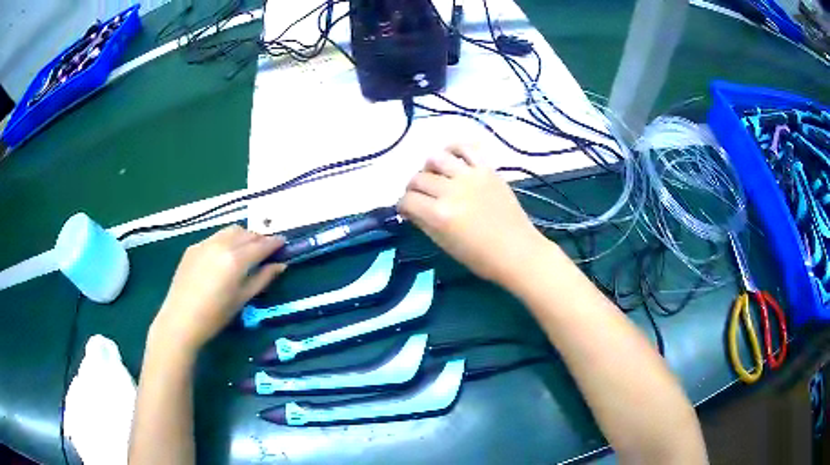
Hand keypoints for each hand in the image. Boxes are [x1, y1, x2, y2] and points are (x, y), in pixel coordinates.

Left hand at [151, 225, 286, 352]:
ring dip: (242, 236)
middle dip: (259, 237)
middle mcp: (221, 244)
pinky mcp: (193, 247)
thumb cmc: (216, 315)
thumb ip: (262, 278)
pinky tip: (223, 256)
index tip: (284, 242)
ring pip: (230, 231)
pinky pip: (214, 237)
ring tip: (246, 249)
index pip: (261, 244)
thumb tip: (280, 265)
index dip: (274, 242)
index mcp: (236, 259)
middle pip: (246, 232)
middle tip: (266, 249)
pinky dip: (225, 241)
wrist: (181, 319)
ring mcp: (204, 243)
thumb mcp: (243, 299)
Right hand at [398, 145, 548, 286]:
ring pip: (436, 158)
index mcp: (439, 215)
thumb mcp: (444, 244)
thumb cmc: (480, 257)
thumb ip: (424, 222)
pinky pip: (467, 148)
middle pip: (419, 179)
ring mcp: (470, 176)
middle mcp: (451, 191)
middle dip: (413, 189)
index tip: (407, 210)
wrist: (517, 251)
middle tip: (420, 196)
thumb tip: (411, 209)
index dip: (403, 206)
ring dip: (429, 168)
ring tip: (435, 177)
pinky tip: (451, 158)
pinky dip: (455, 149)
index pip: (408, 200)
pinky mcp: (487, 169)